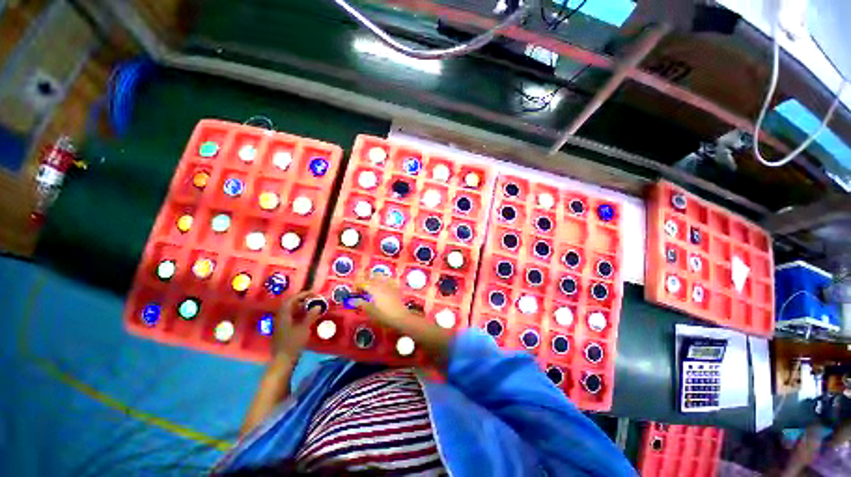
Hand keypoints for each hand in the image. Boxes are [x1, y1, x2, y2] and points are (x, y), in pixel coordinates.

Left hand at [272, 291, 320, 360]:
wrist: (283, 361)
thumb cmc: (293, 343)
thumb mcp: (304, 328)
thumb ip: (311, 316)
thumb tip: (318, 306)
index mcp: (284, 315)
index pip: (291, 300)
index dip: (302, 294)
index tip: (313, 293)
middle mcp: (280, 318)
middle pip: (290, 304)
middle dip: (302, 300)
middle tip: (313, 299)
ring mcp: (281, 325)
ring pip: (291, 311)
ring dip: (301, 307)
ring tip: (312, 306)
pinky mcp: (284, 331)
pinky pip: (292, 317)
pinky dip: (300, 314)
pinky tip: (308, 317)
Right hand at [352, 275, 410, 329]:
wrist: (400, 317)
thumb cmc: (383, 315)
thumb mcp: (370, 311)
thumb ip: (361, 303)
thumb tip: (352, 300)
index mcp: (374, 289)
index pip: (363, 283)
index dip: (358, 286)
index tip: (354, 290)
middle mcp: (382, 284)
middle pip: (372, 278)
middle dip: (366, 281)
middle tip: (362, 287)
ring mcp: (390, 285)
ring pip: (381, 277)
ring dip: (375, 278)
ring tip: (371, 283)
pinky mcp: (396, 288)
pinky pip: (389, 280)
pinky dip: (384, 279)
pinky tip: (384, 283)